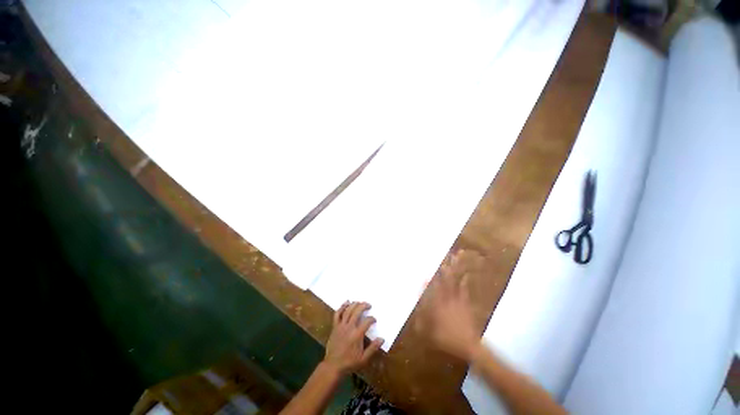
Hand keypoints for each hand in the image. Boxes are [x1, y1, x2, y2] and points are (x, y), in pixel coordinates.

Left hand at [323, 301, 383, 374]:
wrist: (333, 366)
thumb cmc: (349, 363)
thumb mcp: (363, 359)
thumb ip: (373, 348)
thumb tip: (382, 339)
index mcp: (357, 335)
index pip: (366, 322)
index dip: (372, 319)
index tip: (374, 320)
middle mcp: (349, 327)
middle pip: (357, 311)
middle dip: (364, 306)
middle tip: (369, 305)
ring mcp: (341, 326)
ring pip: (348, 310)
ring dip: (354, 304)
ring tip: (360, 302)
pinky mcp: (335, 326)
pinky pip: (337, 314)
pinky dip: (342, 306)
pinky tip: (346, 302)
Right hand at [425, 251, 481, 360]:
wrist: (468, 345)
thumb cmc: (447, 339)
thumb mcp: (429, 333)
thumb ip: (421, 321)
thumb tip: (415, 310)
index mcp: (437, 305)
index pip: (431, 289)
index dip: (428, 280)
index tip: (425, 272)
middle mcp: (447, 298)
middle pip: (445, 280)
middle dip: (445, 267)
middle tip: (445, 255)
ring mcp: (457, 299)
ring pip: (454, 281)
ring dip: (455, 269)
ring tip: (455, 257)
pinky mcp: (466, 303)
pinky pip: (464, 289)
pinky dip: (465, 281)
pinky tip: (466, 274)